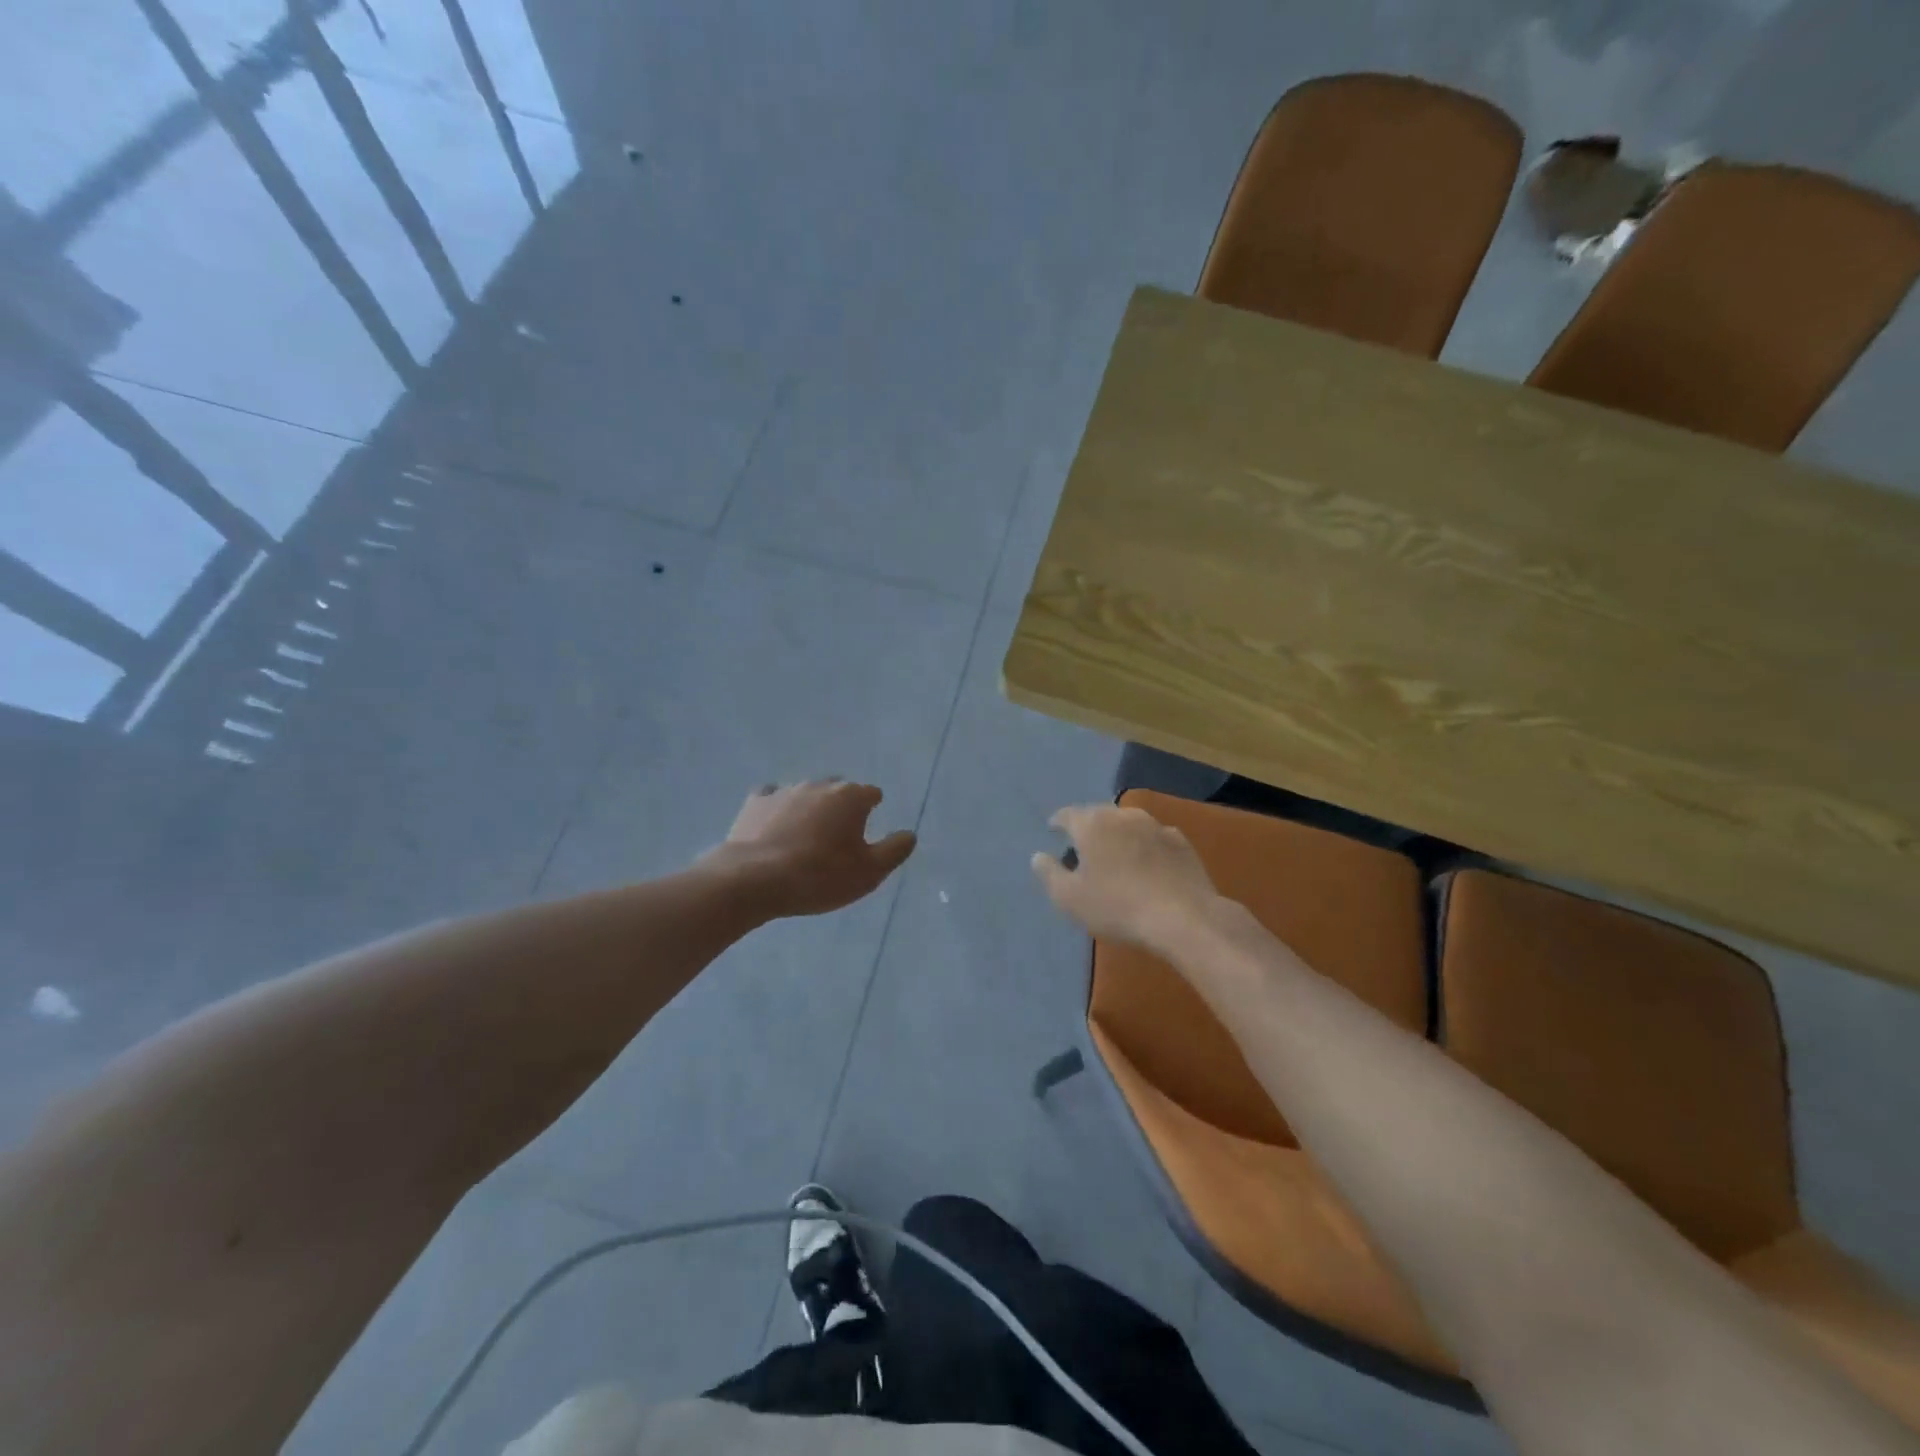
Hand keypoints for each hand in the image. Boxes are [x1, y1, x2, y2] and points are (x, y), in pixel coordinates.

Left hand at [703, 780, 916, 918]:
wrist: (755, 879)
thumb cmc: (820, 876)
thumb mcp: (869, 872)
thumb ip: (894, 850)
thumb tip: (909, 834)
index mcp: (851, 797)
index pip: (871, 793)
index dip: (872, 808)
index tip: (868, 825)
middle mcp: (819, 785)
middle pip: (838, 789)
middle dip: (841, 804)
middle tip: (839, 832)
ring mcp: (785, 790)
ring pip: (806, 793)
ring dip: (810, 807)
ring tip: (806, 833)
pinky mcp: (755, 802)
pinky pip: (772, 798)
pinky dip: (777, 808)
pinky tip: (774, 825)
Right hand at [1031, 804, 1221, 951]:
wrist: (1183, 918)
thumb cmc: (1117, 907)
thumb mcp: (1069, 898)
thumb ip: (1049, 874)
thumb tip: (1039, 856)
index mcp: (1092, 824)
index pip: (1067, 815)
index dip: (1058, 824)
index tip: (1054, 834)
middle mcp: (1123, 815)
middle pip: (1098, 815)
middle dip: (1088, 828)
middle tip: (1083, 849)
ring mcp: (1156, 826)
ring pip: (1128, 824)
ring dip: (1118, 836)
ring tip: (1116, 856)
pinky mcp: (1181, 842)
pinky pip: (1154, 839)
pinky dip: (1145, 847)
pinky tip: (1147, 866)